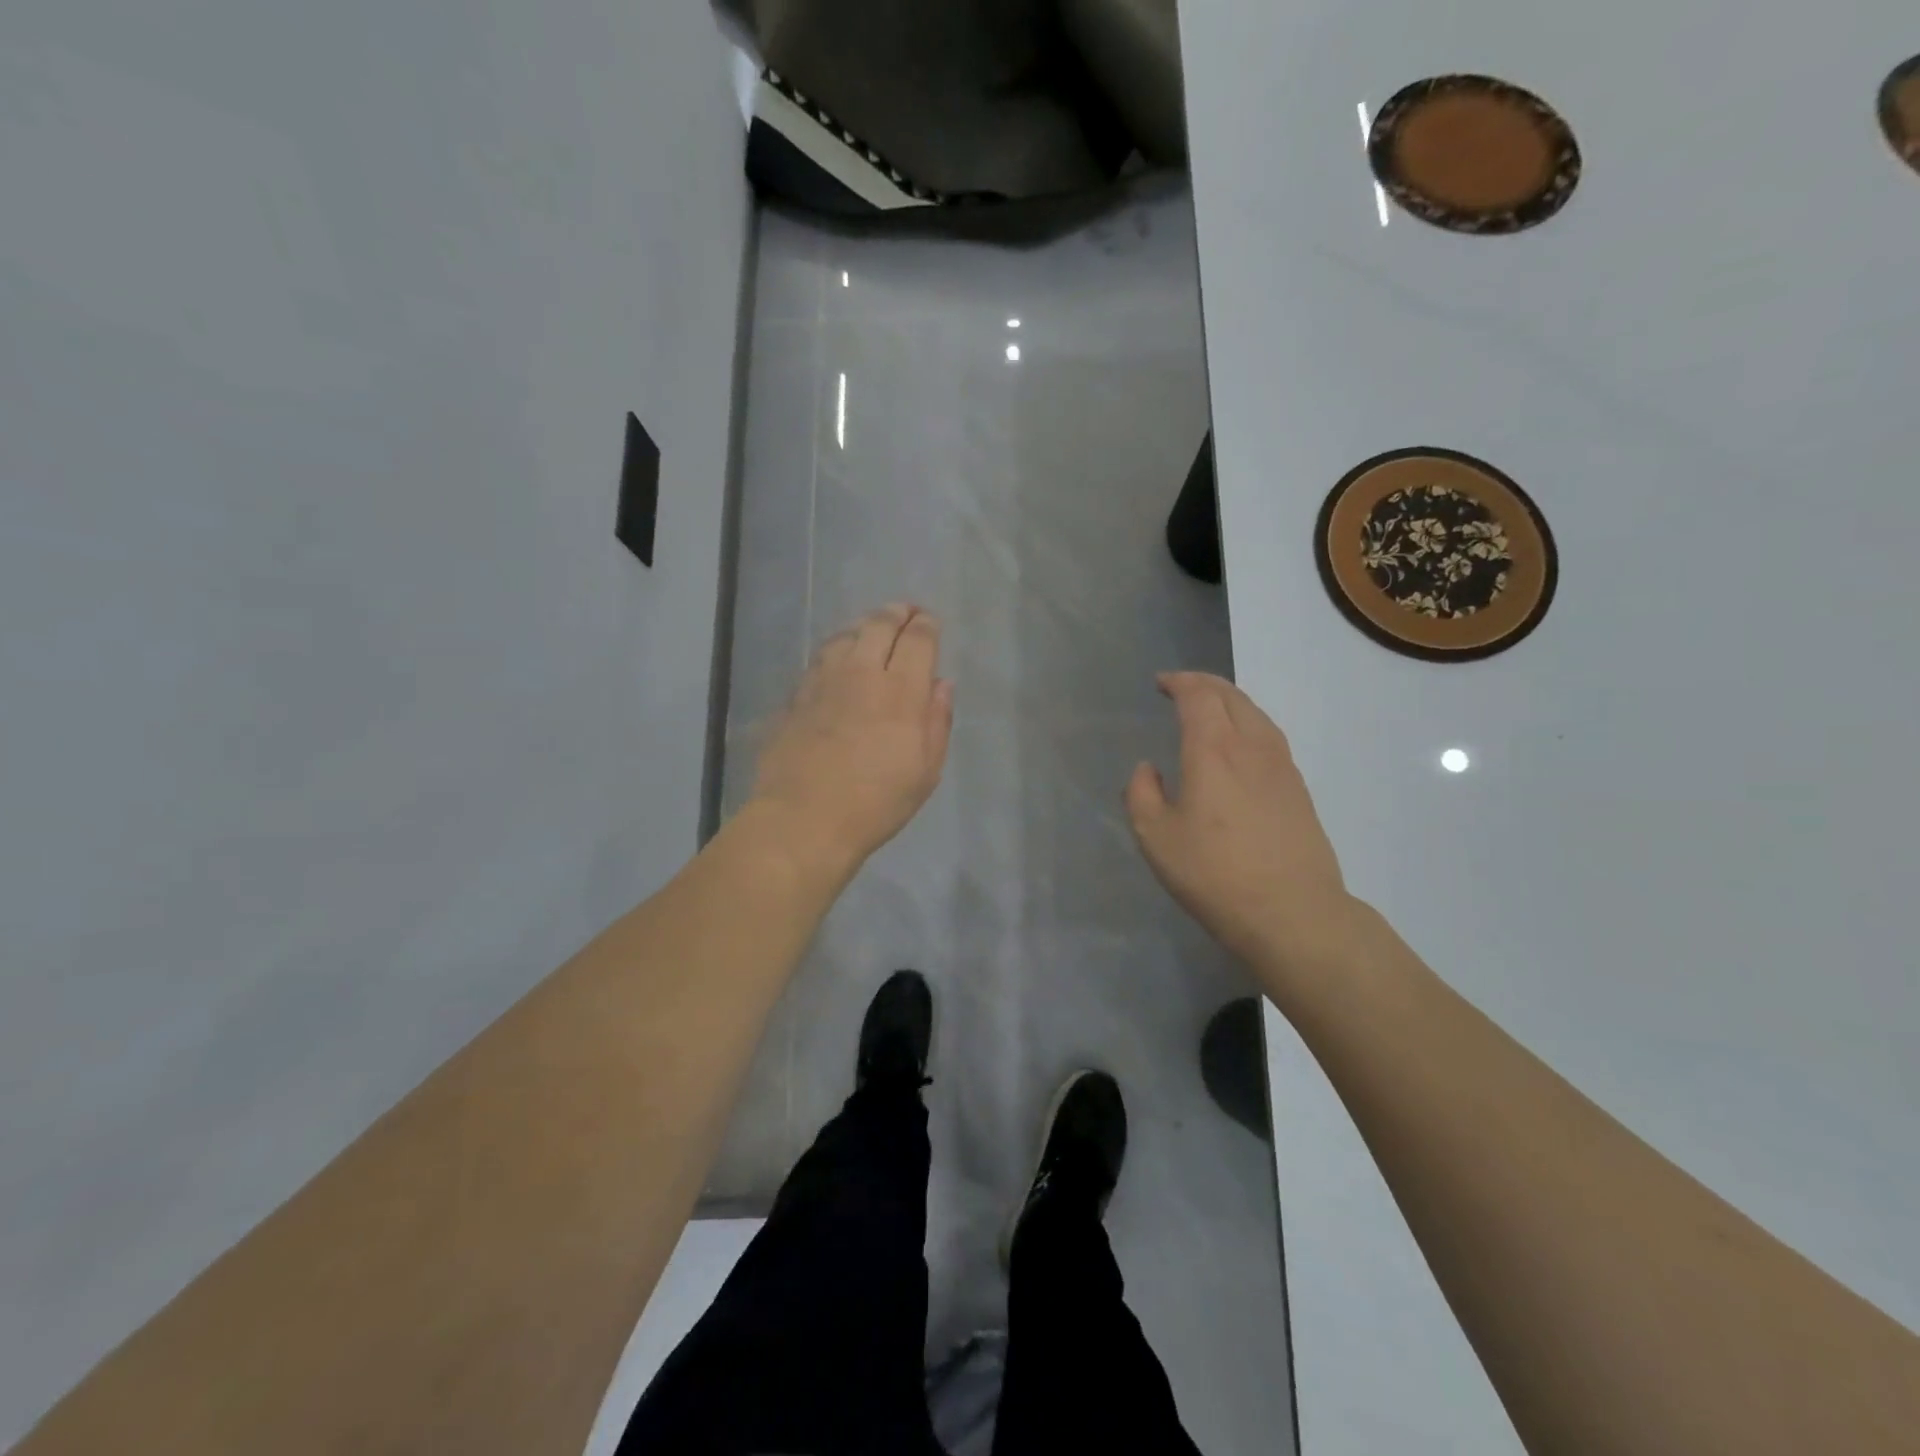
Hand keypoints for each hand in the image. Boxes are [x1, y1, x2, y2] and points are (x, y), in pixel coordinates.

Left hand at [749, 603, 953, 874]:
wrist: (803, 819)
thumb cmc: (876, 803)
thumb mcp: (925, 771)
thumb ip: (937, 721)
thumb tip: (941, 684)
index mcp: (900, 691)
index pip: (917, 639)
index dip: (926, 625)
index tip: (930, 622)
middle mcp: (861, 673)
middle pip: (879, 625)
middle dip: (897, 613)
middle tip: (906, 612)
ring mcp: (823, 681)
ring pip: (846, 635)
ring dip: (864, 626)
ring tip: (872, 631)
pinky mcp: (796, 695)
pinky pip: (821, 658)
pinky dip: (837, 649)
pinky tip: (839, 659)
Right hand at [1125, 672, 1360, 993]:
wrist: (1292, 913)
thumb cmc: (1214, 874)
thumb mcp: (1156, 838)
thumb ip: (1141, 794)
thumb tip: (1148, 769)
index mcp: (1213, 750)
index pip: (1198, 696)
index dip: (1178, 682)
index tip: (1161, 683)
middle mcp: (1251, 746)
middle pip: (1231, 696)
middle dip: (1203, 683)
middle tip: (1181, 686)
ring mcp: (1281, 766)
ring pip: (1256, 713)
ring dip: (1229, 700)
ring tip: (1210, 708)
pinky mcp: (1298, 788)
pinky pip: (1270, 735)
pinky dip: (1248, 722)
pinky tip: (1241, 744)